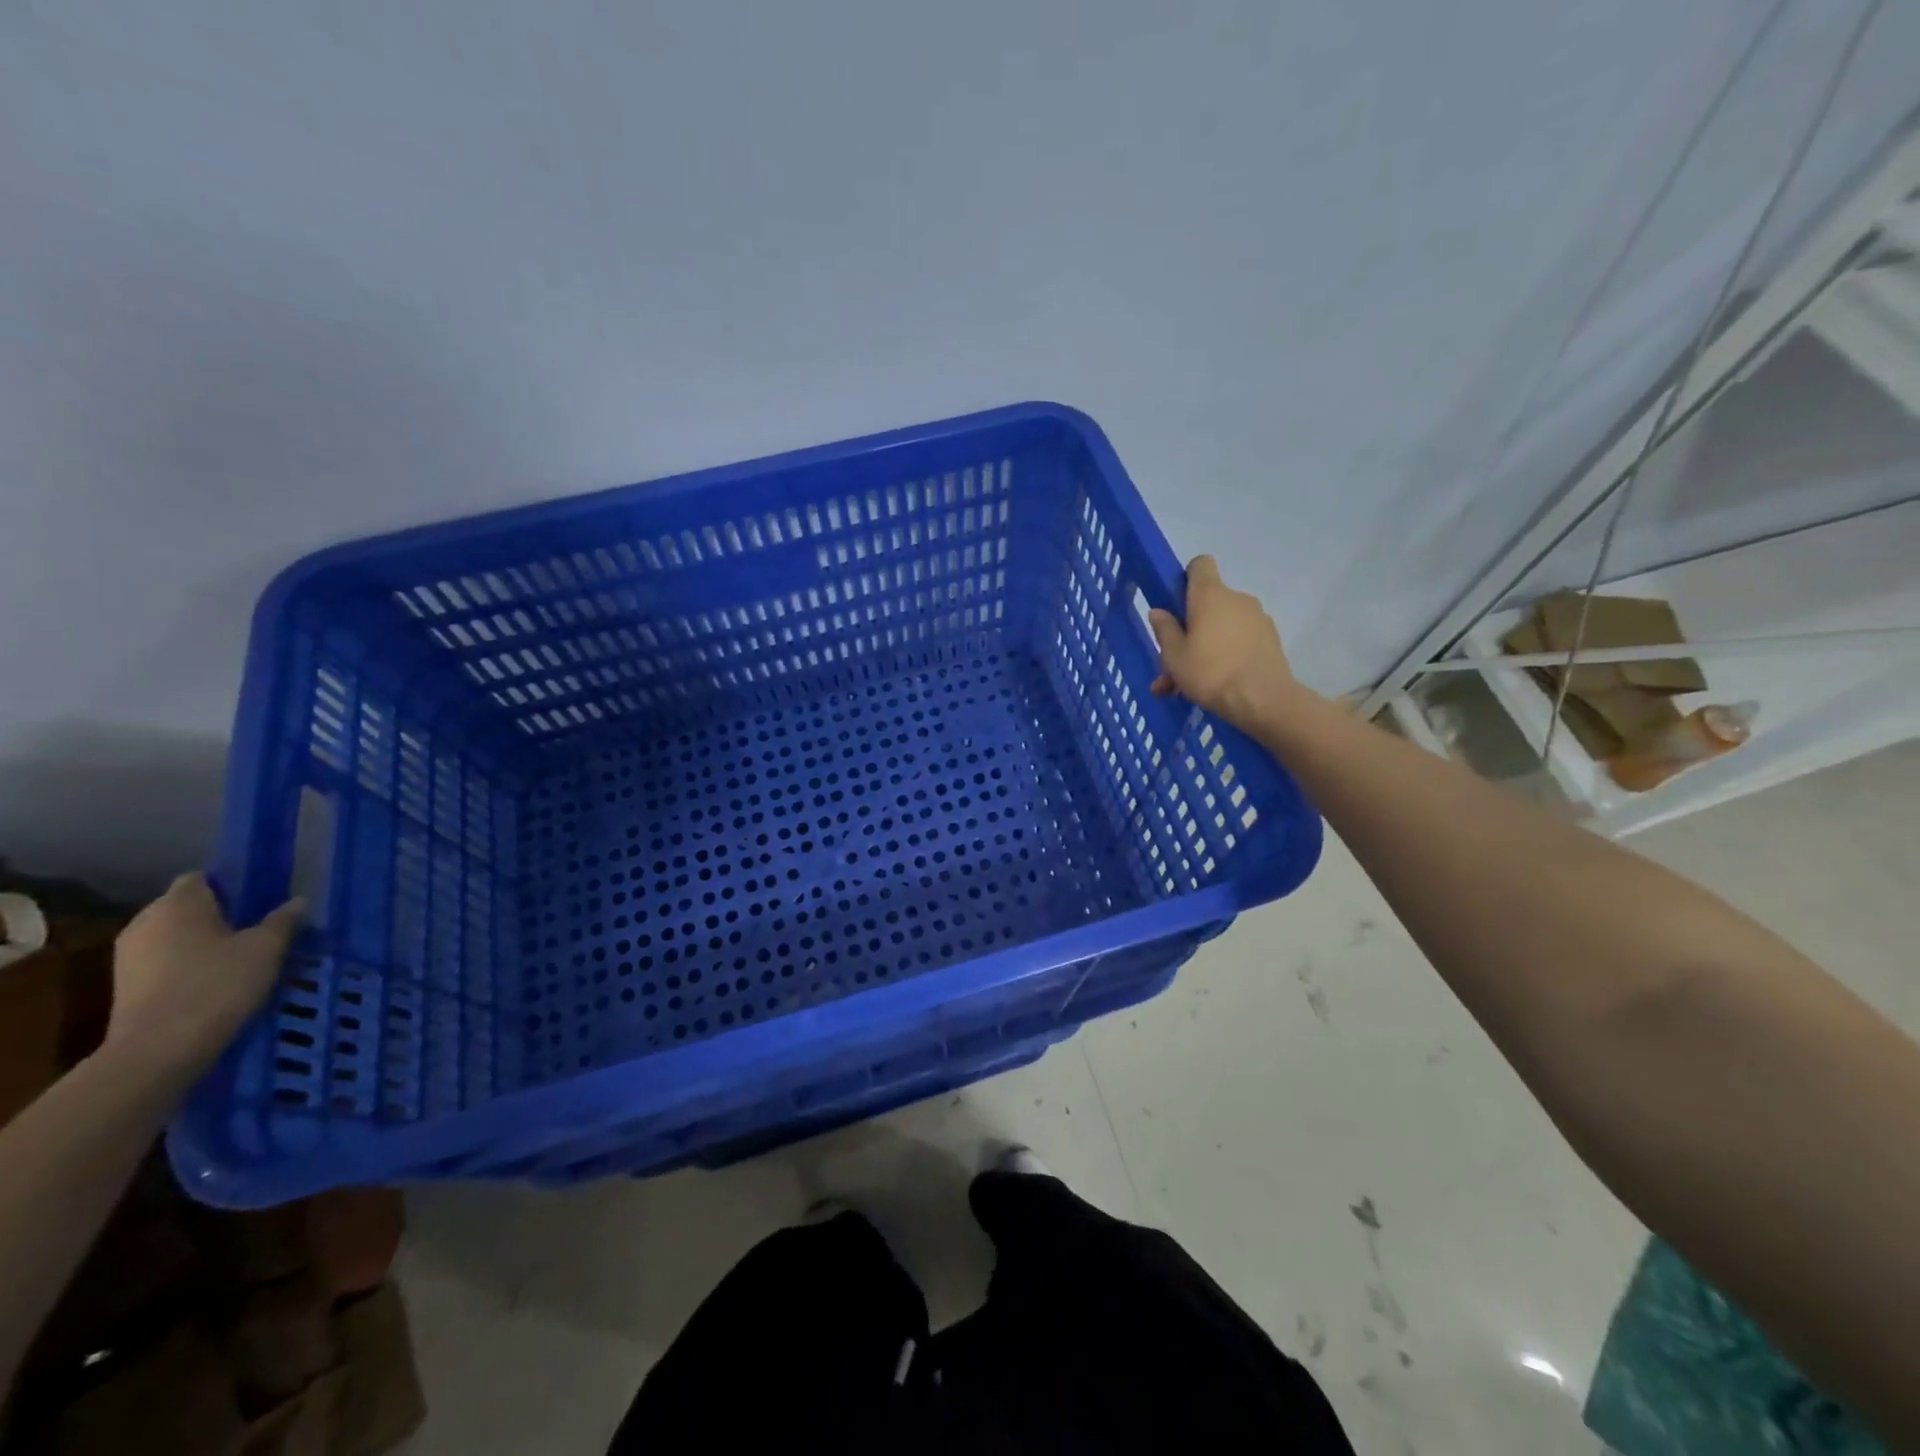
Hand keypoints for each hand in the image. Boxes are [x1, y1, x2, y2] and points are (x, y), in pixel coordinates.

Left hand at [107, 874, 303, 1078]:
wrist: (158, 1050)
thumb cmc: (217, 985)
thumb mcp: (267, 948)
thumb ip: (283, 920)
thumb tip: (298, 901)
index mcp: (177, 904)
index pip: (203, 878)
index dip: (233, 884)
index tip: (263, 899)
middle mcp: (145, 923)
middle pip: (188, 907)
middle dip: (221, 914)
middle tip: (261, 928)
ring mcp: (129, 956)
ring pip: (177, 936)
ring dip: (205, 942)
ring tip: (244, 956)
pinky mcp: (127, 985)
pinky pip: (166, 961)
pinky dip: (190, 964)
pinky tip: (218, 980)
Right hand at [1149, 555, 1312, 734]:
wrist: (1263, 700)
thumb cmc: (1211, 672)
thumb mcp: (1174, 656)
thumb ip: (1165, 630)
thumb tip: (1159, 611)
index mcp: (1210, 595)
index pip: (1200, 565)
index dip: (1186, 578)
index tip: (1176, 603)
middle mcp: (1237, 599)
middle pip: (1208, 604)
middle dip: (1189, 630)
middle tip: (1171, 664)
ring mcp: (1257, 618)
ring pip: (1221, 629)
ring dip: (1204, 650)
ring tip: (1186, 687)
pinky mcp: (1270, 640)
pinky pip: (1238, 642)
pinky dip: (1224, 657)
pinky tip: (1213, 687)